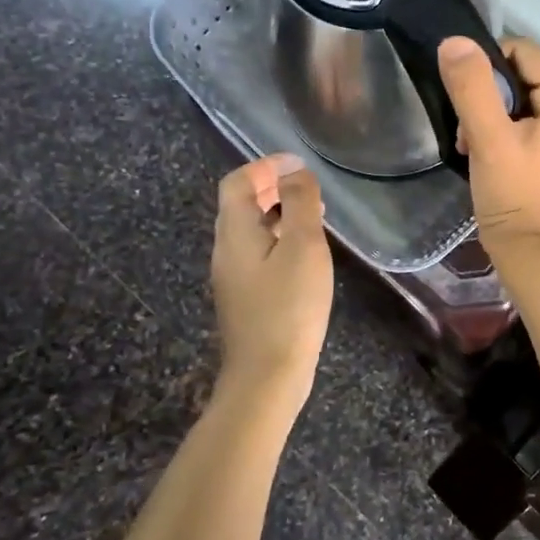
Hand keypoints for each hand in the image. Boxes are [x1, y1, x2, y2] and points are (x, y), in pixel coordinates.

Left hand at [210, 152, 334, 405]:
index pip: (237, 183)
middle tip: (306, 186)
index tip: (297, 163)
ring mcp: (234, 278)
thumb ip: (299, 203)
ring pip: (251, 231)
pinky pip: (259, 254)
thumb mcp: (302, 247)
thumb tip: (294, 172)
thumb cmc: (288, 306)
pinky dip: (279, 239)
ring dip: (277, 214)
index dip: (264, 166)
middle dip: (271, 188)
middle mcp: (226, 251)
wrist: (267, 375)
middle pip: (240, 206)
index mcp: (235, 232)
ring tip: (313, 215)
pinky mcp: (246, 299)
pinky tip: (305, 255)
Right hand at [437, 36, 539, 257]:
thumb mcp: (487, 139)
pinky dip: (506, 129)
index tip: (466, 92)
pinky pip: (531, 122)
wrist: (527, 252)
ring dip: (493, 115)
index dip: (491, 64)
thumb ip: (472, 88)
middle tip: (468, 128)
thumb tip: (456, 41)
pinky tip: (486, 152)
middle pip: (527, 78)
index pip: (528, 54)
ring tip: (472, 143)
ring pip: (526, 101)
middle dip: (490, 96)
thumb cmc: (511, 195)